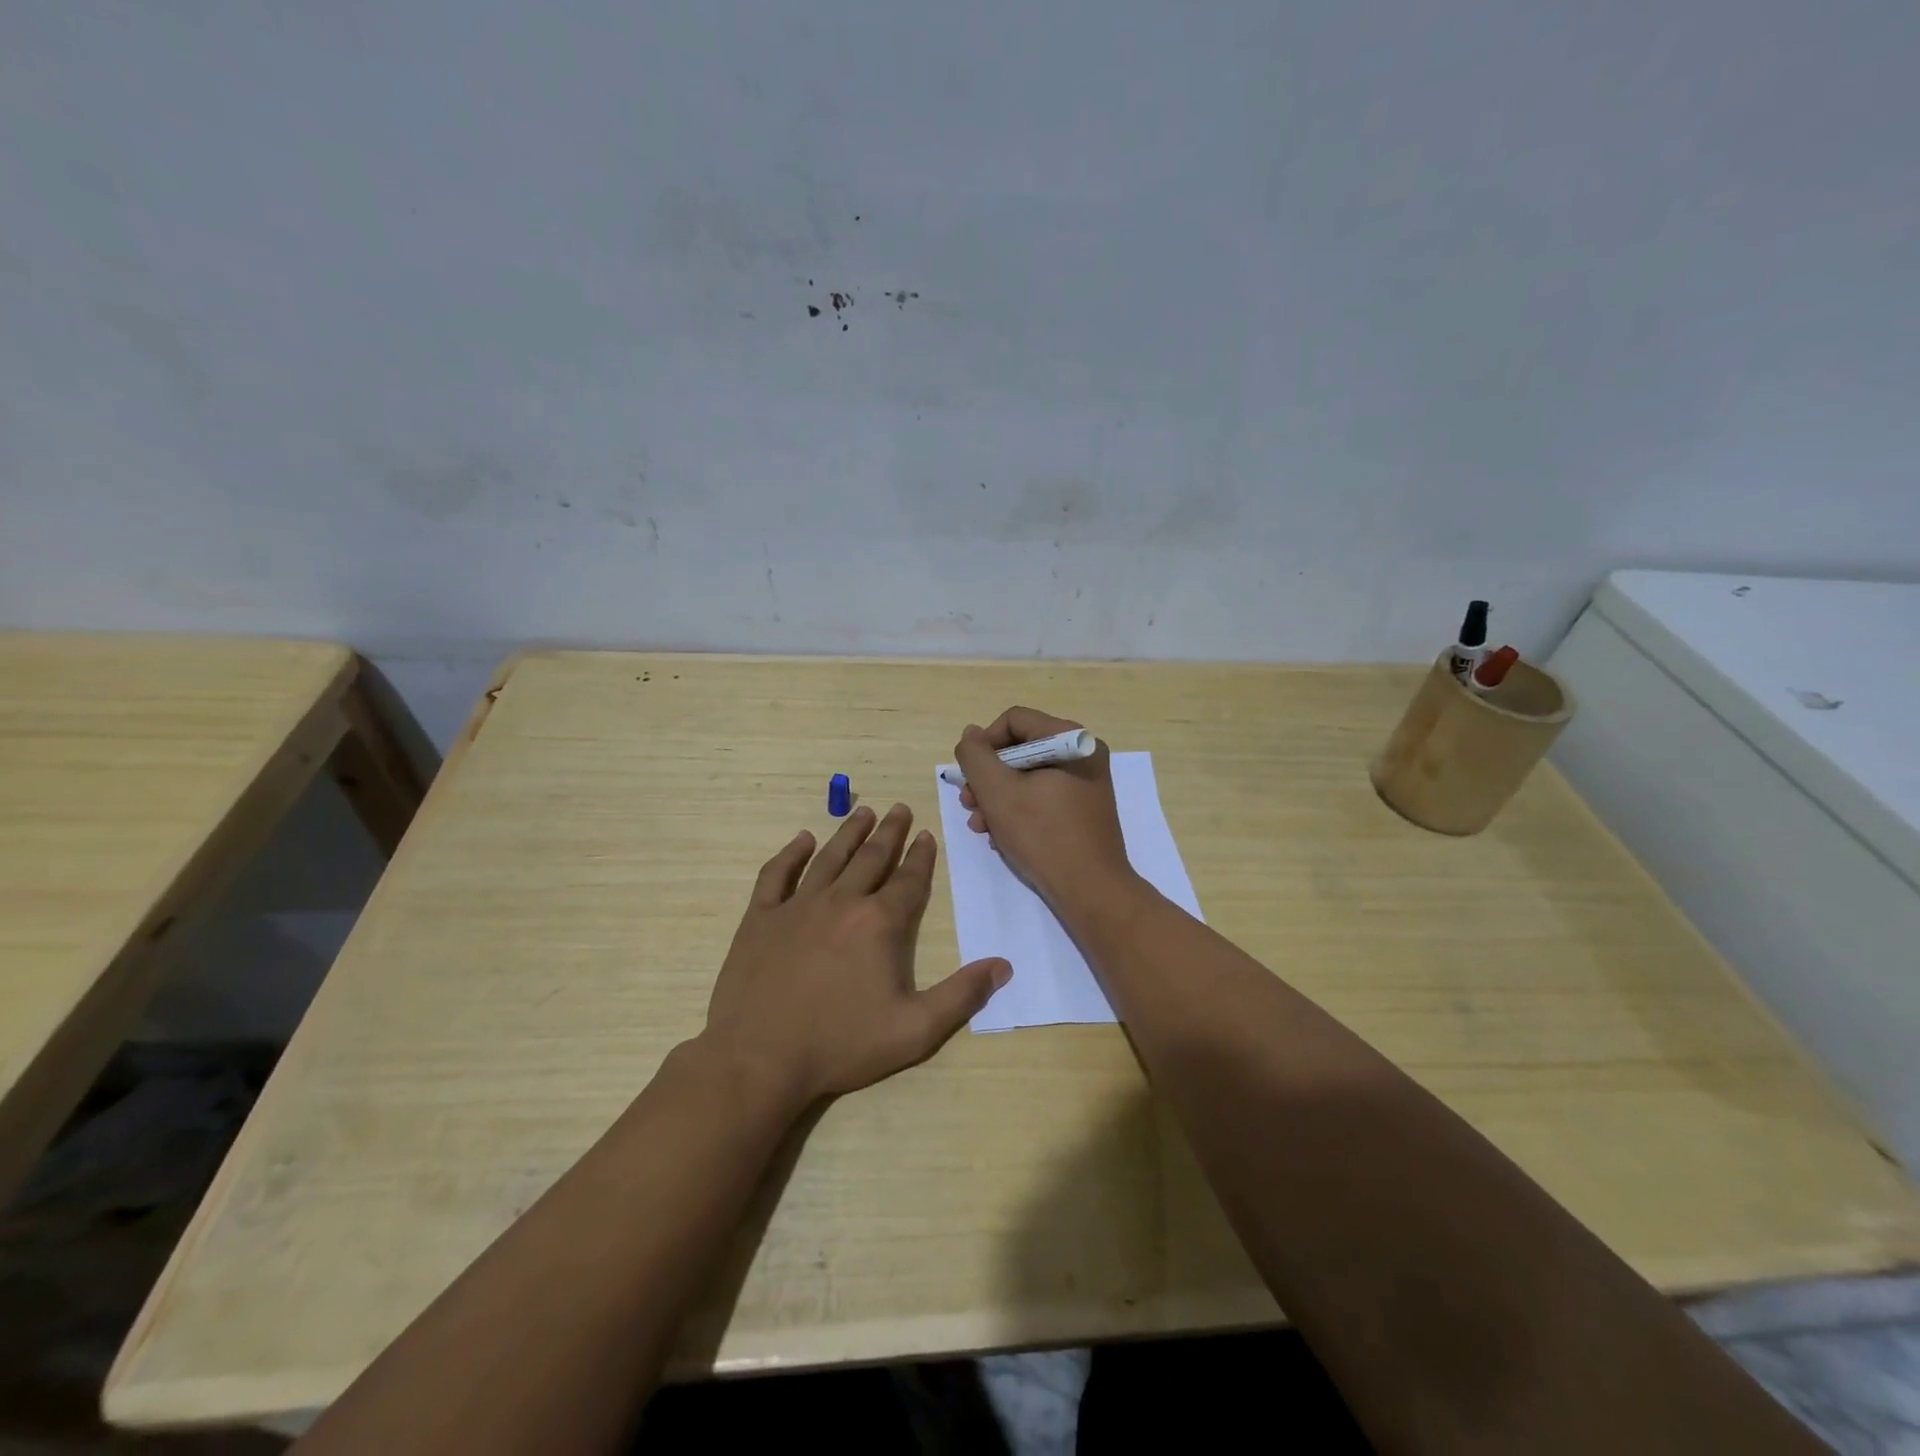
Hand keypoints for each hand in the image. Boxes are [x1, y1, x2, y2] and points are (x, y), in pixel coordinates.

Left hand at [701, 803, 1010, 1106]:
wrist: (760, 1059)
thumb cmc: (841, 1044)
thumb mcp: (914, 1030)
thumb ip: (962, 995)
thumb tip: (1003, 966)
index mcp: (879, 923)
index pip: (908, 880)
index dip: (921, 856)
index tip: (926, 835)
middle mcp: (841, 901)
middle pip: (871, 857)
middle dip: (890, 832)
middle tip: (900, 808)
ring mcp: (797, 906)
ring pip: (829, 857)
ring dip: (849, 832)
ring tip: (864, 812)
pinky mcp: (761, 918)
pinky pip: (777, 874)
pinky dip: (790, 854)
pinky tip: (801, 840)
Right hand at [954, 706, 1137, 910]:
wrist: (1091, 890)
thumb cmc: (1043, 835)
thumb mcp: (998, 792)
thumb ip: (976, 756)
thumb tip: (971, 734)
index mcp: (1069, 739)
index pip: (1014, 720)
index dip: (984, 744)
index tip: (970, 776)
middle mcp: (1082, 753)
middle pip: (1020, 749)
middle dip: (988, 778)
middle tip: (968, 805)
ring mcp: (1086, 782)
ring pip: (1028, 776)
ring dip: (997, 798)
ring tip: (980, 827)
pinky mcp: (1083, 809)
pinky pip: (1042, 796)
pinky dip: (1018, 811)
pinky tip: (1001, 837)